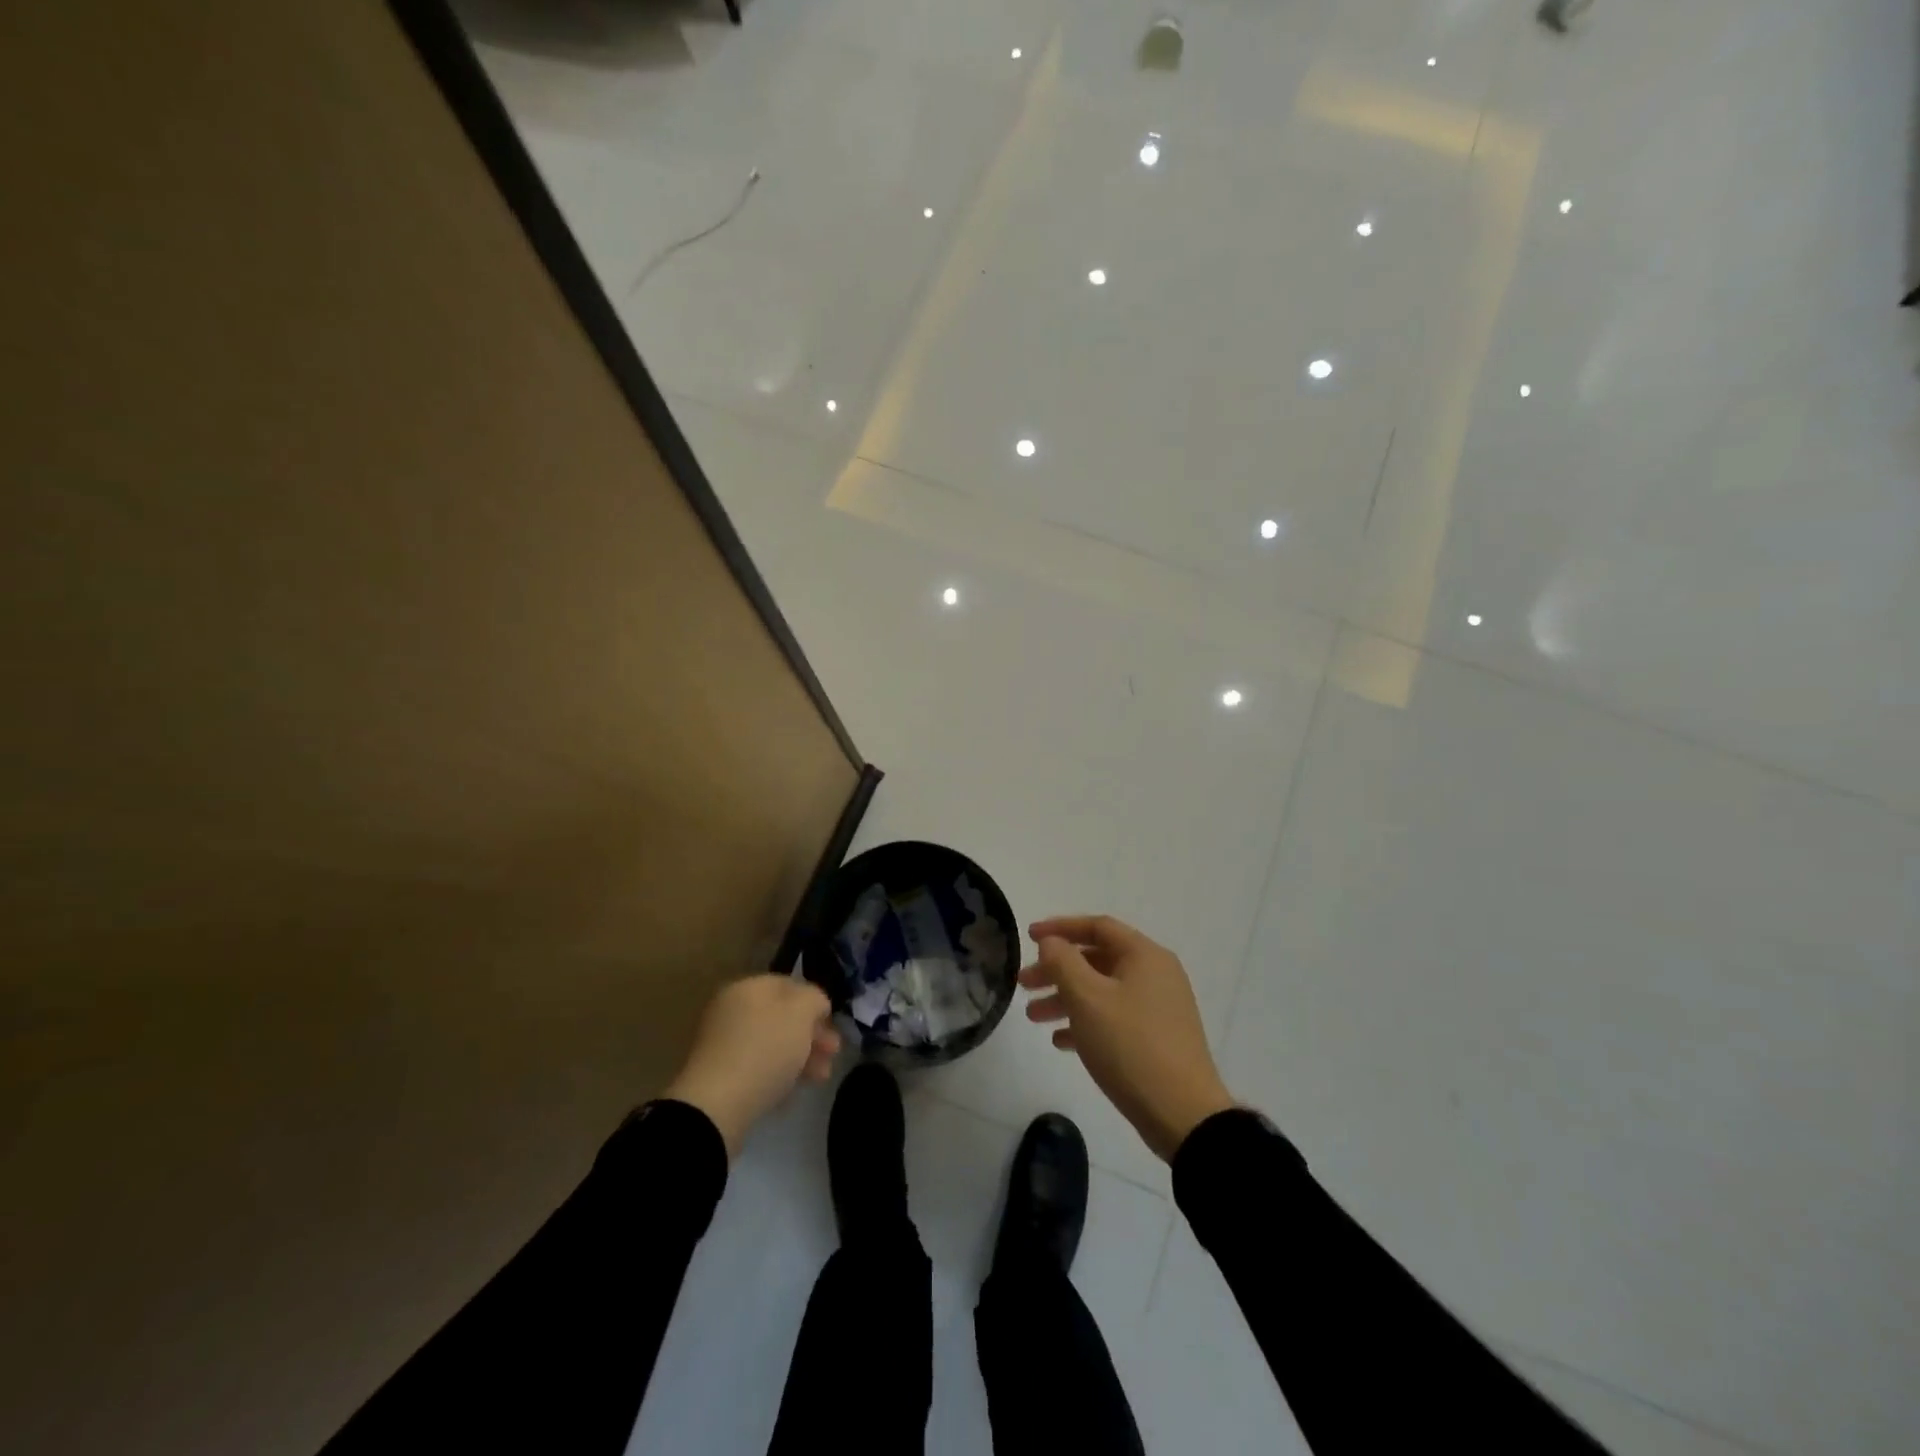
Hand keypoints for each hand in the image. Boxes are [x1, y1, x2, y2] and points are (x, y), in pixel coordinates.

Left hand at [662, 975, 839, 1155]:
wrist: (718, 1105)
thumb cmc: (765, 1048)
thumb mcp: (802, 1011)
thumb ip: (814, 999)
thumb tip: (814, 1004)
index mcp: (748, 987)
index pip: (789, 985)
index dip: (815, 1002)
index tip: (833, 1024)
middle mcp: (732, 1010)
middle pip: (782, 1016)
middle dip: (812, 1034)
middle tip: (833, 1052)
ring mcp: (723, 1044)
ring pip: (773, 1044)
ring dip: (801, 1056)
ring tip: (821, 1076)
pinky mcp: (720, 1076)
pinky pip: (758, 1067)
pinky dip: (779, 1074)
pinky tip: (794, 1090)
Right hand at [1021, 916, 1234, 1161]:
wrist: (1183, 1114)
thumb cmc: (1130, 1046)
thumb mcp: (1087, 999)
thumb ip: (1063, 962)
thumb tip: (1051, 943)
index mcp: (1144, 955)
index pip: (1097, 926)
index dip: (1060, 928)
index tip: (1028, 937)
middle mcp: (1155, 974)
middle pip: (1097, 959)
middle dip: (1057, 969)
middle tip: (1023, 984)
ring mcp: (1159, 1007)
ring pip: (1102, 991)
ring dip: (1066, 998)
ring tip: (1033, 1017)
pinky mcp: (1157, 1038)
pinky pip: (1114, 1018)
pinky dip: (1086, 1022)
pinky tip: (1060, 1041)